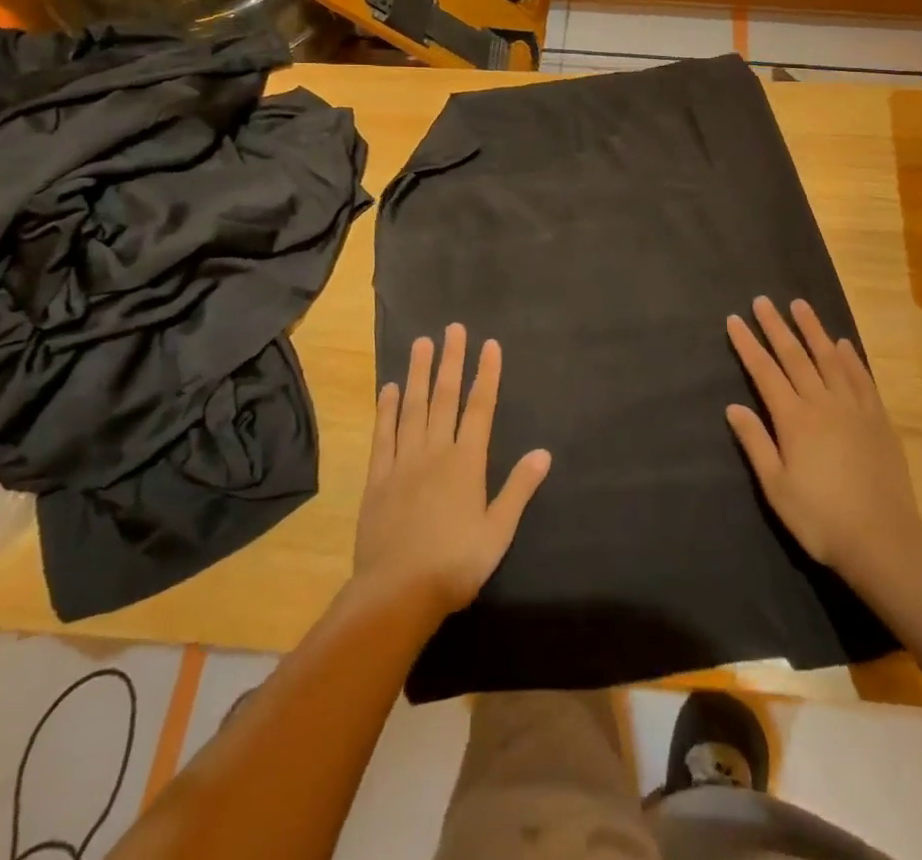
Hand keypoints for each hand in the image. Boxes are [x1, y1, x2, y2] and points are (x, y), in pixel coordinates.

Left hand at [353, 325, 551, 620]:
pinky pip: (383, 434)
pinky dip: (387, 409)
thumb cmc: (455, 564)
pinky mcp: (378, 478)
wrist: (397, 593)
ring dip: (419, 373)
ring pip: (413, 407)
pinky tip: (389, 388)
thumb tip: (543, 453)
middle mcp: (435, 451)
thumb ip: (519, 489)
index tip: (489, 345)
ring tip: (421, 343)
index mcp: (466, 462)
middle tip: (453, 328)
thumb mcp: (497, 531)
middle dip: (452, 360)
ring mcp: (403, 461)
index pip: (479, 407)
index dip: (486, 375)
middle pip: (445, 397)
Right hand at [725, 297, 919, 587]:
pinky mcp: (878, 419)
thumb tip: (733, 407)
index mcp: (794, 419)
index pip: (764, 372)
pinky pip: (862, 378)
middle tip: (763, 300)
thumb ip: (756, 443)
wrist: (883, 540)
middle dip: (776, 327)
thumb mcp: (777, 487)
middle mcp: (823, 403)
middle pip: (795, 356)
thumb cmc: (820, 518)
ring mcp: (854, 408)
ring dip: (814, 330)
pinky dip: (851, 358)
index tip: (735, 320)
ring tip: (800, 305)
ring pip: (830, 359)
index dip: (747, 344)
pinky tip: (844, 344)